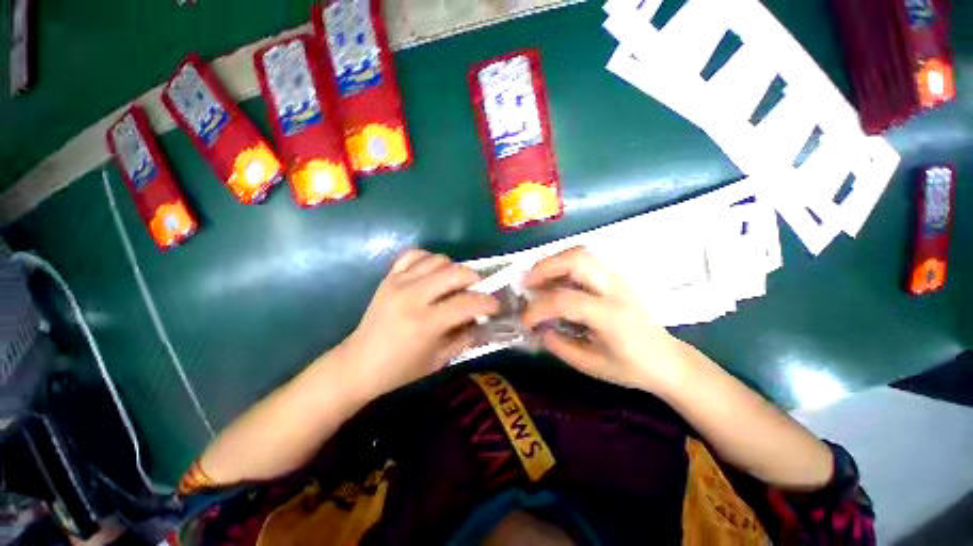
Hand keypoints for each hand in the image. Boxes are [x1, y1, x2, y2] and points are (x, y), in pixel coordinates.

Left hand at [339, 249, 498, 398]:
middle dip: (475, 280)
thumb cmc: (401, 368)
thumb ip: (466, 337)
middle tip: (477, 291)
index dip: (488, 303)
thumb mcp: (440, 359)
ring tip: (454, 284)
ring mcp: (399, 282)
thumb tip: (484, 320)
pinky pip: (414, 255)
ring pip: (438, 259)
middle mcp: (413, 296)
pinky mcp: (389, 277)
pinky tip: (432, 274)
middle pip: (456, 272)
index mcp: (426, 322)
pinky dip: (429, 260)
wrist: (358, 363)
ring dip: (454, 270)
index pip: (467, 303)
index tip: (495, 306)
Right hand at [521, 247, 686, 392]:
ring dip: (553, 262)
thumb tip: (539, 329)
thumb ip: (561, 346)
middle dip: (545, 267)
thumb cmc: (631, 368)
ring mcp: (618, 278)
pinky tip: (555, 281)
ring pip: (581, 253)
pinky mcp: (615, 277)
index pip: (565, 301)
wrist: (667, 360)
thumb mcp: (592, 366)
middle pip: (577, 260)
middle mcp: (615, 289)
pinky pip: (585, 261)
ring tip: (538, 280)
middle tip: (527, 283)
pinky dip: (564, 265)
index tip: (524, 320)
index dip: (538, 308)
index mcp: (611, 316)